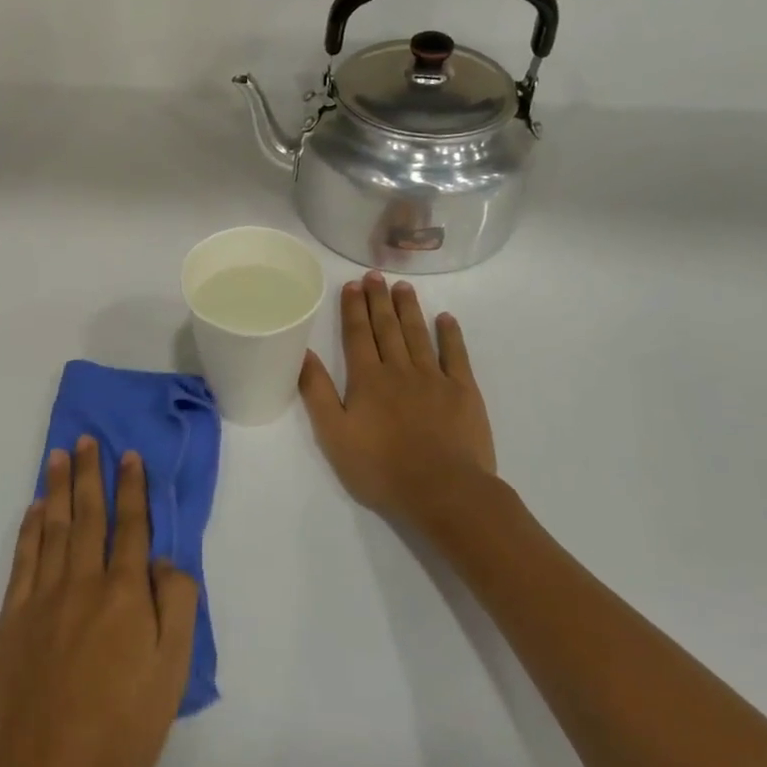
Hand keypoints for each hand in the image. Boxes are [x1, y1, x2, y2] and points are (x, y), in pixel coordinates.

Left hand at [0, 437, 197, 766]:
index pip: (132, 526)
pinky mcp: (13, 617)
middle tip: (88, 439)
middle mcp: (84, 581)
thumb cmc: (123, 724)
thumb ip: (178, 606)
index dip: (132, 488)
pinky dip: (29, 529)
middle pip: (88, 515)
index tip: (129, 456)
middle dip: (90, 474)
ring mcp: (43, 596)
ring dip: (57, 488)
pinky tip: (33, 509)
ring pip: (53, 527)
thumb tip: (166, 561)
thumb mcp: (173, 671)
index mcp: (125, 592)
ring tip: (60, 456)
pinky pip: (23, 559)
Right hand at [299, 271, 497, 519]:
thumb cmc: (382, 469)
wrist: (444, 491)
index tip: (352, 285)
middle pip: (387, 328)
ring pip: (418, 334)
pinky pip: (456, 354)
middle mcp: (399, 369)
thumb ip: (317, 392)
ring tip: (403, 286)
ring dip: (409, 309)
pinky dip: (450, 334)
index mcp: (367, 379)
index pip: (357, 335)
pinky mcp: (464, 391)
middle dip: (379, 300)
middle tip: (375, 275)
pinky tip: (445, 318)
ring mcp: (435, 378)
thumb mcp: (335, 435)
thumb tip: (303, 352)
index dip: (353, 308)